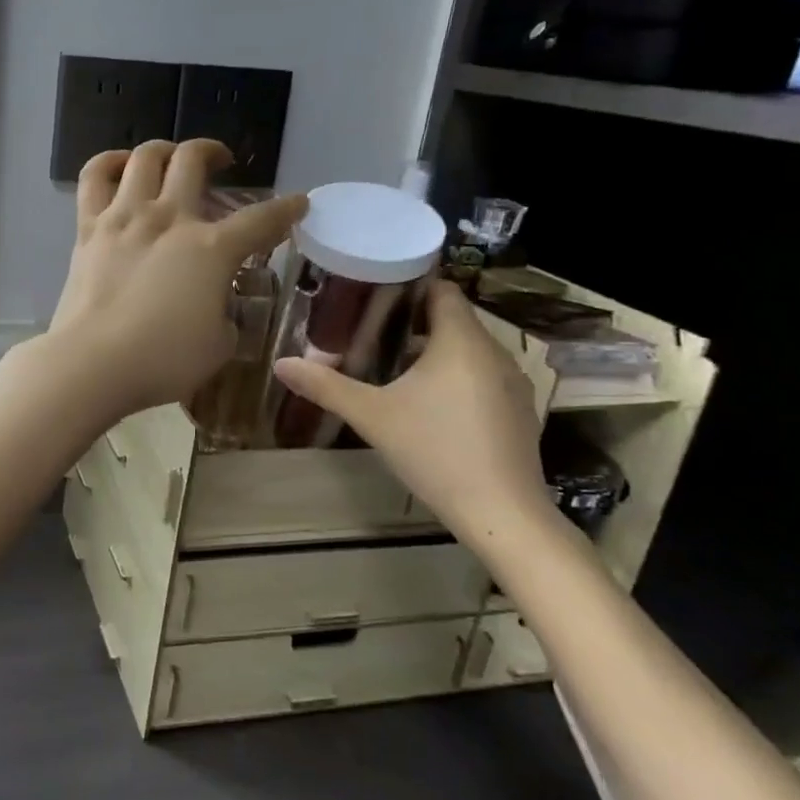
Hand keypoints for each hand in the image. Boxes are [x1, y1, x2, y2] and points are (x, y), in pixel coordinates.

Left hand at [46, 139, 306, 421]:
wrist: (93, 364)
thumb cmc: (163, 362)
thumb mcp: (219, 346)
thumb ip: (225, 315)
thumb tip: (216, 305)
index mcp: (211, 249)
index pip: (261, 219)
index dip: (286, 209)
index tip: (298, 203)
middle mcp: (170, 218)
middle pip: (194, 161)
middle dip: (215, 153)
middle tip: (221, 162)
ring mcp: (125, 217)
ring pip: (146, 157)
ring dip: (165, 150)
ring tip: (171, 159)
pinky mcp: (88, 228)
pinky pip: (94, 177)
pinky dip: (109, 162)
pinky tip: (121, 166)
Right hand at [273, 279, 548, 536]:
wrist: (501, 513)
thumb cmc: (434, 450)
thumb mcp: (371, 416)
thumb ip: (326, 386)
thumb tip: (281, 364)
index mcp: (461, 341)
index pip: (442, 291)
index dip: (410, 287)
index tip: (374, 297)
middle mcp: (495, 353)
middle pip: (454, 320)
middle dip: (413, 323)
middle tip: (369, 333)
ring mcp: (513, 384)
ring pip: (469, 351)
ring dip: (435, 353)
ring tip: (393, 368)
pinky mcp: (519, 413)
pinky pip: (483, 378)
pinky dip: (456, 379)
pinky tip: (429, 407)